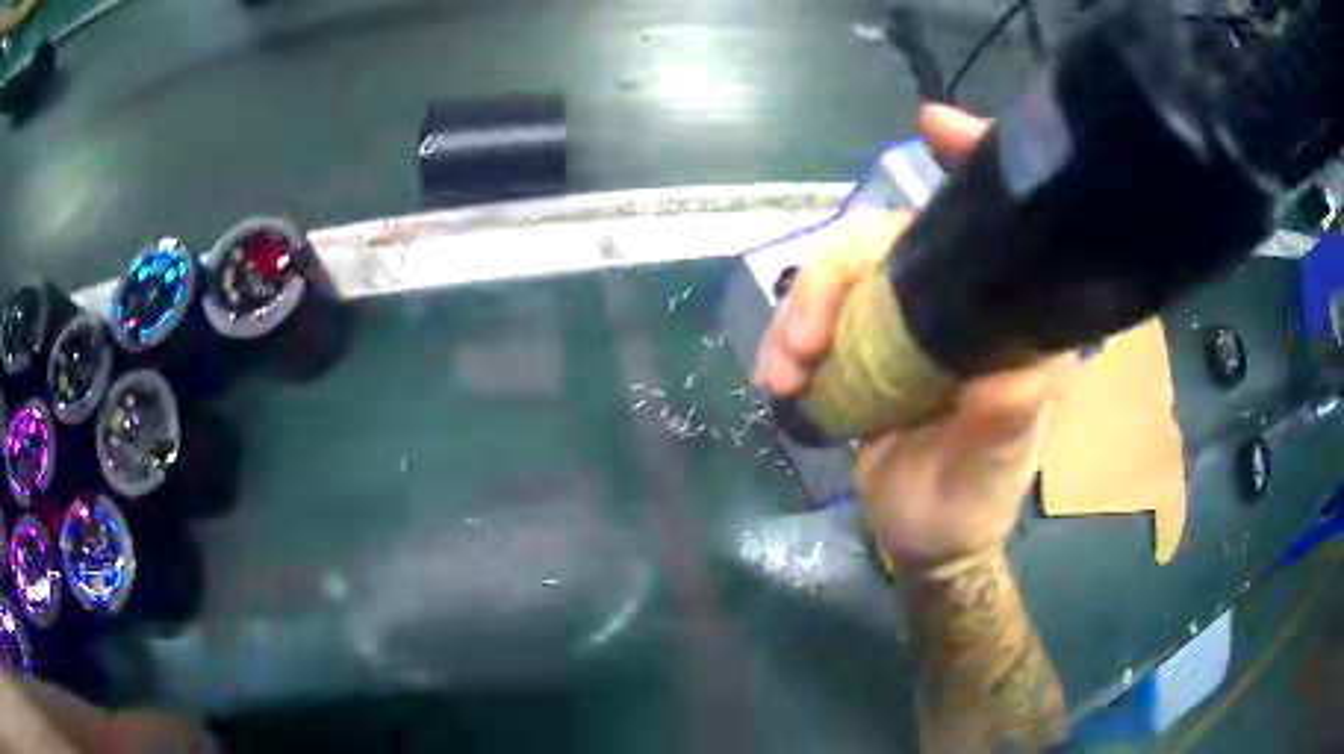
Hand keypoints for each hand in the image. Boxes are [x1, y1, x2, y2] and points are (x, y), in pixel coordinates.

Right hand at [754, 105, 1073, 570]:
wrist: (922, 542)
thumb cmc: (969, 504)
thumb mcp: (993, 471)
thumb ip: (1007, 419)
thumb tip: (1009, 363)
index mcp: (1008, 322)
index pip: (998, 229)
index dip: (971, 166)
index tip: (932, 126)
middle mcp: (959, 304)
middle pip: (889, 240)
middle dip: (835, 274)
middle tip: (801, 341)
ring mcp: (907, 321)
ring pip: (843, 273)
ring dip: (801, 310)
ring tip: (780, 373)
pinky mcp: (867, 345)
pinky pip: (819, 314)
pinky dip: (789, 337)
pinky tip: (777, 376)